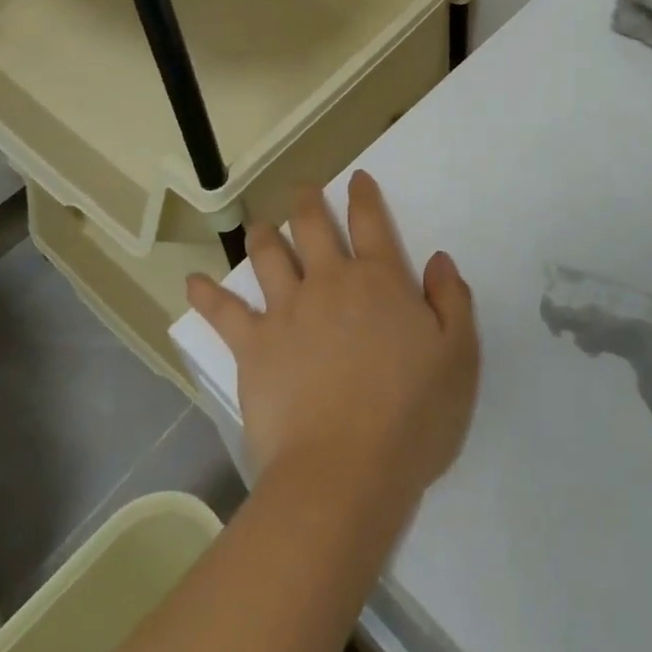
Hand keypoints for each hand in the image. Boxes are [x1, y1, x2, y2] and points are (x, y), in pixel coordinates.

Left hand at [185, 172, 480, 509]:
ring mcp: (287, 311)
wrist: (345, 473)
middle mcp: (330, 282)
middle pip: (313, 227)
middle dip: (308, 202)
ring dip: (263, 236)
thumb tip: (438, 260)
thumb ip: (452, 301)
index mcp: (380, 280)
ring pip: (268, 257)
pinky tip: (192, 283)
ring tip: (260, 226)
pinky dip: (207, 295)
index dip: (363, 195)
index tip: (356, 178)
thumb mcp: (459, 357)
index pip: (370, 222)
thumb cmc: (412, 417)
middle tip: (304, 190)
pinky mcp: (253, 347)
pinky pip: (224, 313)